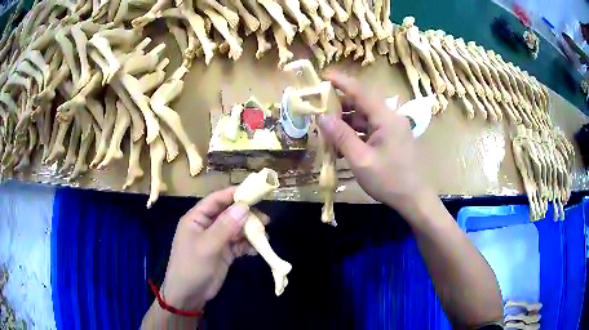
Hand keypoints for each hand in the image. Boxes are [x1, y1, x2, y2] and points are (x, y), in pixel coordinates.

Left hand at [161, 187, 256, 311]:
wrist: (189, 295)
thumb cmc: (192, 266)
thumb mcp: (207, 246)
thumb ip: (225, 226)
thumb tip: (244, 206)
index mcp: (197, 218)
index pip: (216, 200)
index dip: (234, 194)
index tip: (254, 193)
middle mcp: (207, 226)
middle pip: (229, 214)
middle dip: (246, 215)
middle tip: (265, 220)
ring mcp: (217, 239)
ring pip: (236, 229)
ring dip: (250, 231)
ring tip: (264, 235)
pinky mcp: (225, 252)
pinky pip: (239, 244)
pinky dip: (248, 245)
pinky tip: (256, 250)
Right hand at [319, 71, 432, 214]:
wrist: (414, 200)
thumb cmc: (389, 180)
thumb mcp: (361, 159)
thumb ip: (341, 136)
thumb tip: (321, 116)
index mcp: (386, 118)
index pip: (360, 91)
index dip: (341, 82)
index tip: (323, 75)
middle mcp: (390, 118)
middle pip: (362, 104)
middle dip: (340, 106)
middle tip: (318, 110)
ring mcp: (392, 129)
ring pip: (364, 118)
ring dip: (346, 123)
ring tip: (326, 130)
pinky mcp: (392, 139)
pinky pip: (370, 130)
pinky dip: (355, 134)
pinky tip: (342, 144)